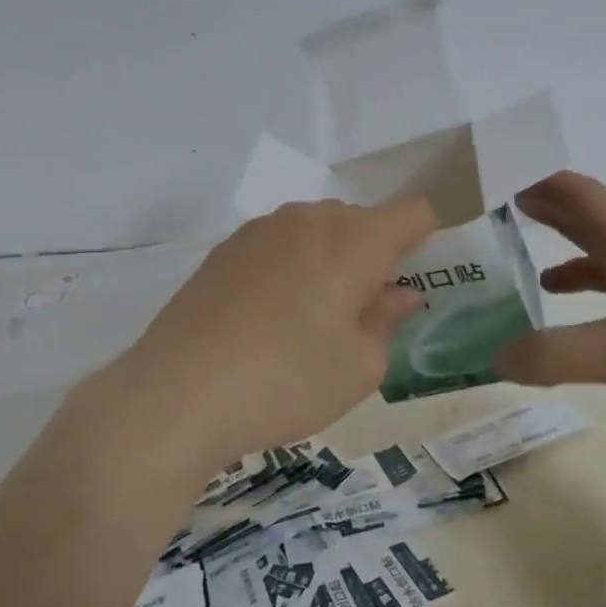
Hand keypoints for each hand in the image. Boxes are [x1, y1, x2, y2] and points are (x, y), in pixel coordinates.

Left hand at [118, 196, 436, 462]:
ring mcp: (260, 230)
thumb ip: (387, 321)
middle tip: (364, 315)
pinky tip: (267, 321)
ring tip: (311, 322)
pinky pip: (278, 246)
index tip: (418, 282)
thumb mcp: (359, 367)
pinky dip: (291, 268)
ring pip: (317, 231)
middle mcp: (308, 219)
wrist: (177, 394)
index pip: (414, 212)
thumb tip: (398, 294)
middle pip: (362, 221)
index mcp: (354, 239)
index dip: (428, 242)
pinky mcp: (224, 250)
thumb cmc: (286, 381)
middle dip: (376, 257)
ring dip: (330, 262)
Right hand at [494, 171, 605, 496]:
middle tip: (492, 218)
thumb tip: (493, 357)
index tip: (494, 178)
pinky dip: (575, 323)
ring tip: (515, 277)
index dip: (543, 180)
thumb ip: (555, 353)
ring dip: (559, 266)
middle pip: (591, 230)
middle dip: (545, 216)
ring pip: (600, 277)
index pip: (586, 197)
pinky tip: (558, 343)